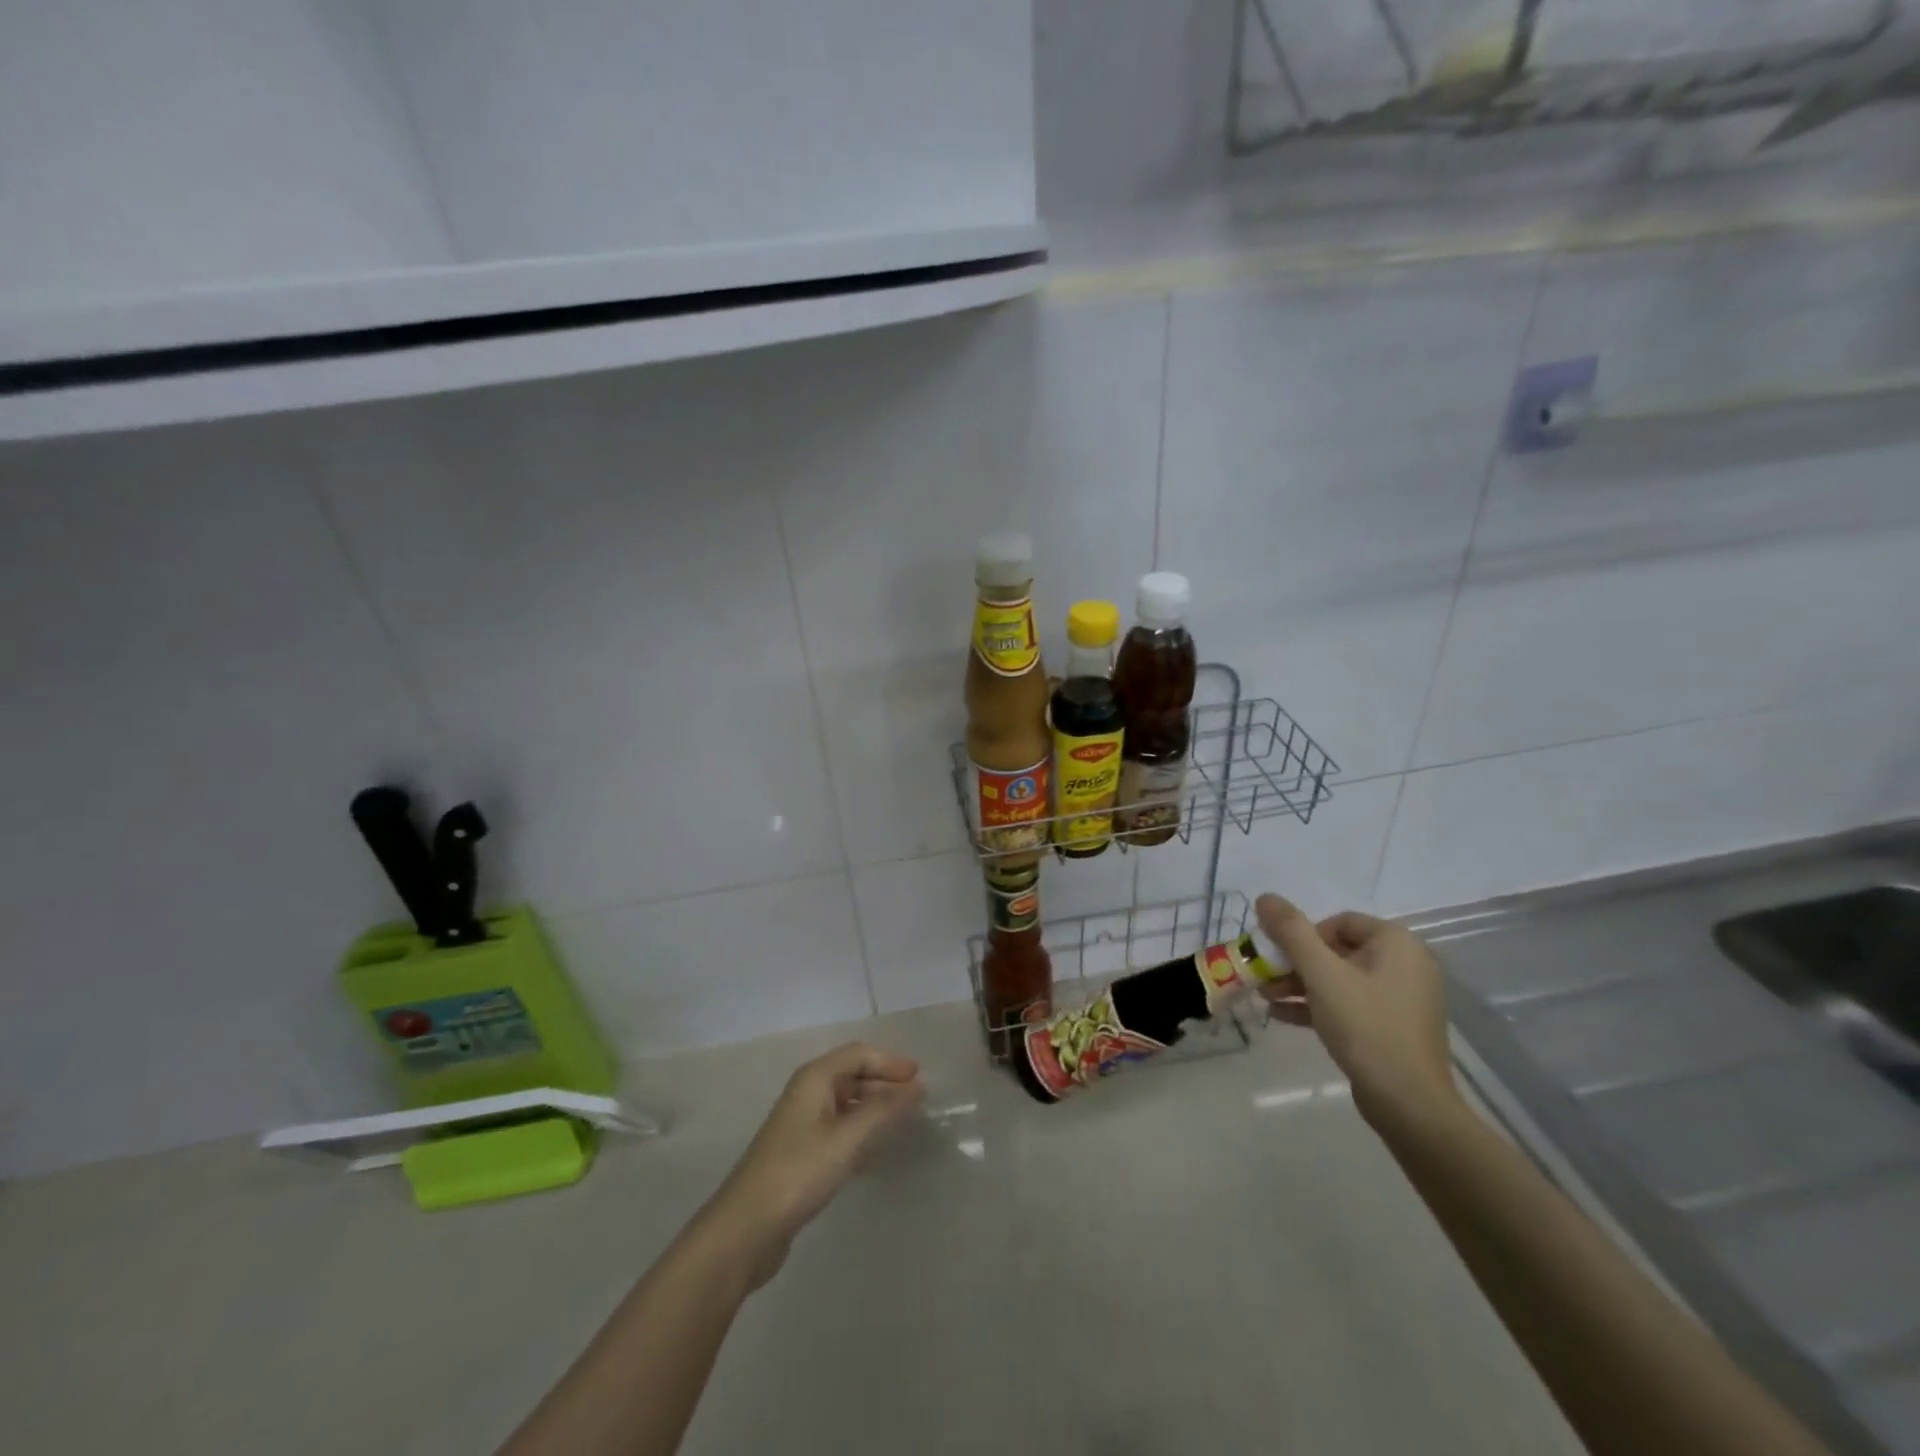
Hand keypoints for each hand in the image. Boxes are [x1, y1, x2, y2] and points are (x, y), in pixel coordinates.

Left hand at [697, 1042, 923, 1289]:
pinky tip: (876, 1152)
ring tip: (902, 1124)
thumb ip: (883, 1110)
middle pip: (852, 1075)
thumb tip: (917, 1086)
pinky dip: (861, 1131)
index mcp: (814, 1079)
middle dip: (884, 1084)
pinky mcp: (801, 1153)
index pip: (858, 1054)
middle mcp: (807, 1093)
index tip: (920, 1080)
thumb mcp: (846, 1139)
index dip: (890, 1062)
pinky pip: (839, 1129)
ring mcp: (802, 1124)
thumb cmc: (798, 1172)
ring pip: (846, 1103)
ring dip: (874, 1108)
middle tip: (917, 1102)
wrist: (745, 1229)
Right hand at [1255, 893, 1459, 1127]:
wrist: (1408, 1102)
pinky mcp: (1395, 1026)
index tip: (1280, 957)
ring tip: (1266, 997)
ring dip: (1300, 985)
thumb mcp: (1321, 974)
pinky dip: (1319, 1005)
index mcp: (1397, 943)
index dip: (1303, 936)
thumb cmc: (1365, 1026)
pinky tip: (1282, 1016)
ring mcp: (1403, 997)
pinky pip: (1351, 1003)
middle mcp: (1406, 964)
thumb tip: (1266, 897)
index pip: (1339, 922)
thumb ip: (1291, 932)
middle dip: (1295, 963)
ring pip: (1341, 979)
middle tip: (1265, 977)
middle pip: (1337, 950)